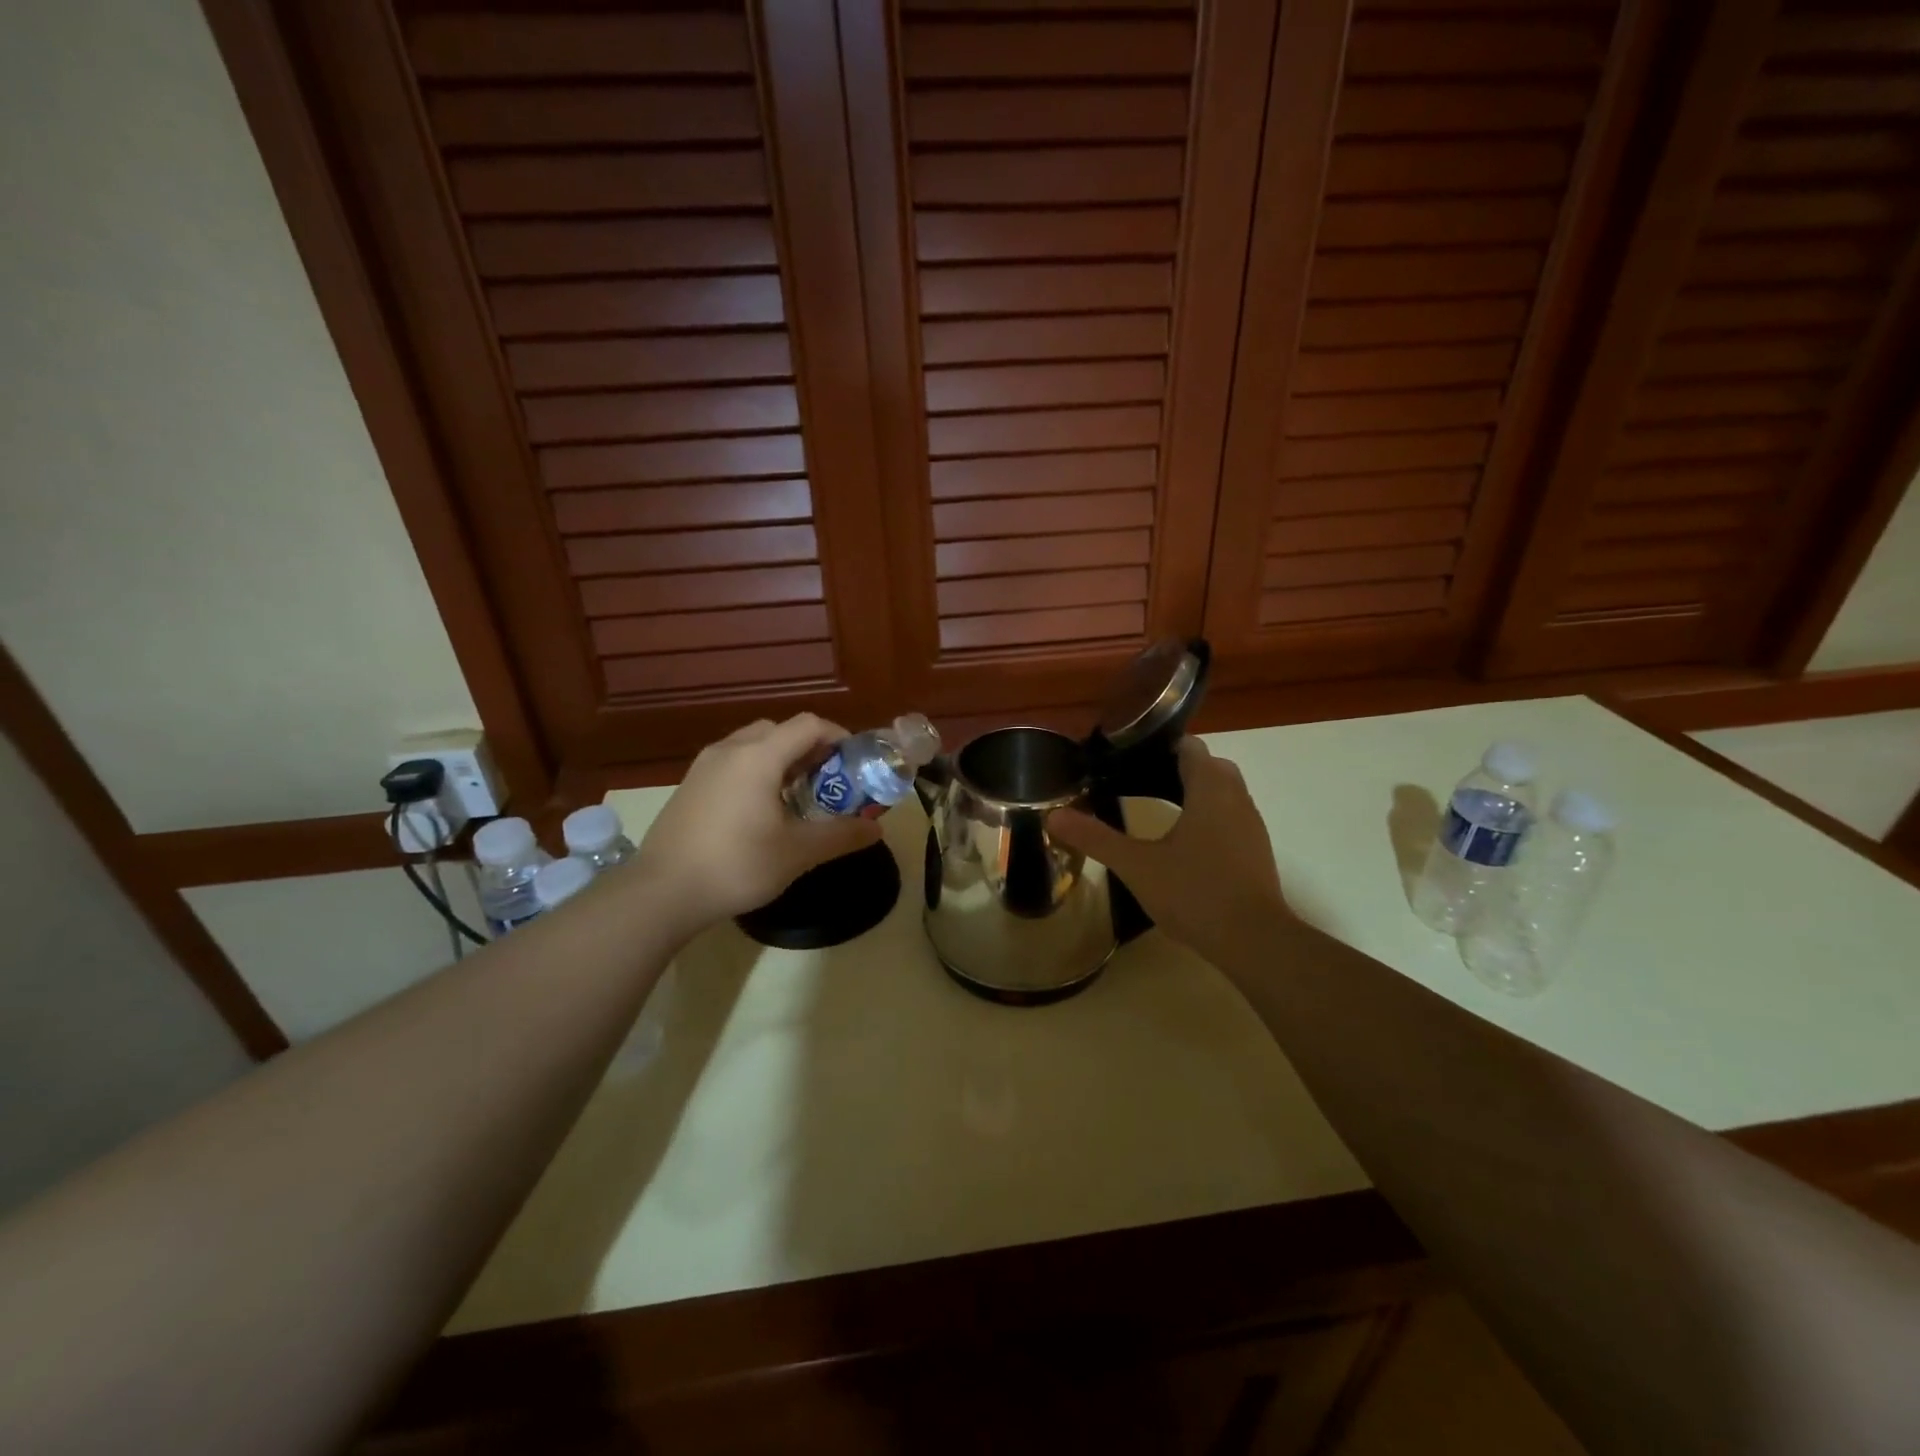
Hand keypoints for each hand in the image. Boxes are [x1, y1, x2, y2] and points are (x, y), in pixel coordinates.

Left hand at [631, 715, 883, 937]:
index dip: (838, 737)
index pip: (809, 725)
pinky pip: (732, 762)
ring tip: (796, 796)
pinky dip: (756, 771)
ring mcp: (704, 766)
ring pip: (753, 744)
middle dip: (810, 749)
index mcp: (759, 756)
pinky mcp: (689, 785)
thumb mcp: (798, 853)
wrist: (661, 892)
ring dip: (781, 760)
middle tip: (827, 781)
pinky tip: (760, 811)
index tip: (854, 764)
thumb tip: (877, 828)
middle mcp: (730, 749)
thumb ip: (841, 835)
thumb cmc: (737, 865)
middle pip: (780, 730)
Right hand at [1049, 738, 1291, 968]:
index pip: (1190, 746)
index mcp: (1210, 790)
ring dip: (1195, 792)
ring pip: (1224, 792)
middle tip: (1138, 780)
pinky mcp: (1256, 851)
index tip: (1129, 756)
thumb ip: (1096, 838)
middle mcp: (1237, 798)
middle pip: (1209, 766)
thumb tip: (1053, 815)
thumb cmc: (1195, 893)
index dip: (1160, 745)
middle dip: (1177, 767)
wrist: (1254, 941)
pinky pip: (1231, 817)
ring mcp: (1251, 825)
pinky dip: (1208, 816)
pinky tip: (1183, 843)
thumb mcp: (1136, 865)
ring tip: (1156, 807)